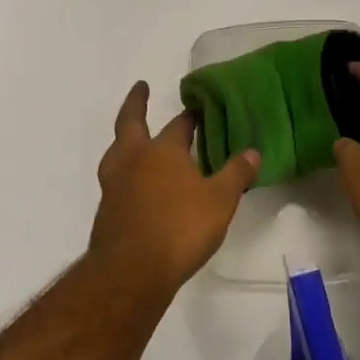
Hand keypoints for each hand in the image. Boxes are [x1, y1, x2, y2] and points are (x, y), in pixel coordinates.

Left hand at [90, 82, 259, 295]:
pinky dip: (126, 173)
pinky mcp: (106, 210)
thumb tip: (253, 151)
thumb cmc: (180, 228)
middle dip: (136, 103)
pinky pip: (116, 179)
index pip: (178, 125)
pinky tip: (136, 185)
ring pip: (117, 151)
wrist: (131, 271)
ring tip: (135, 140)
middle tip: (141, 88)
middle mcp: (133, 160)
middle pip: (130, 122)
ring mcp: (114, 184)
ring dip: (126, 140)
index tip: (197, 107)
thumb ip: (235, 174)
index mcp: (162, 151)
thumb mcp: (220, 201)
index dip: (189, 116)